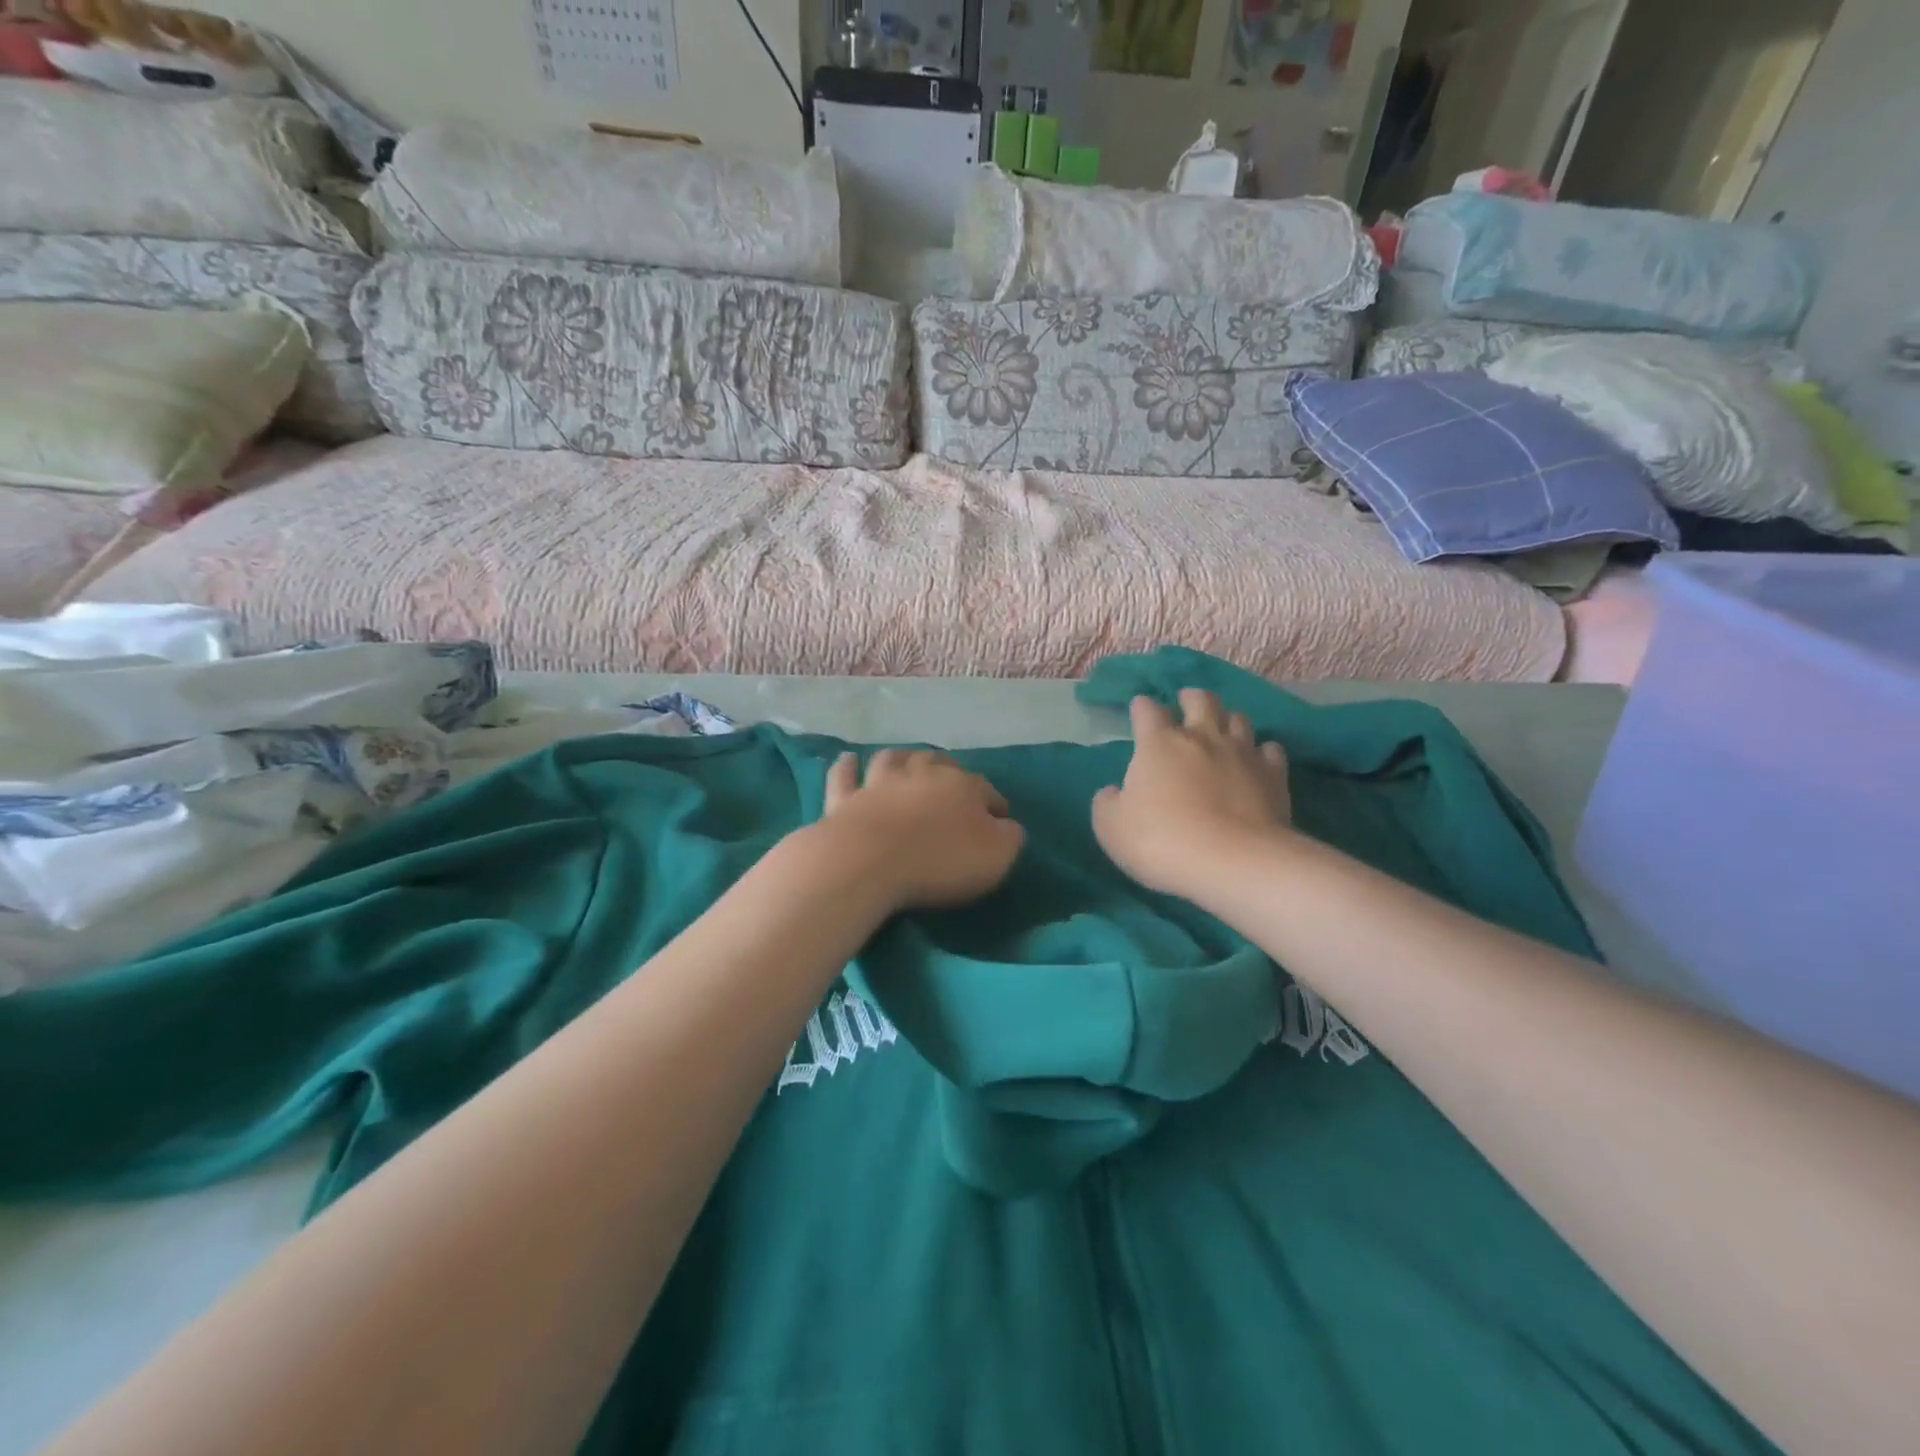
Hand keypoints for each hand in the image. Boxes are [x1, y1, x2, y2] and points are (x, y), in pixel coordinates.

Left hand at [815, 749, 1025, 911]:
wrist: (869, 861)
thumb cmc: (939, 861)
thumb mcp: (995, 857)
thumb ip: (1008, 838)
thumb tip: (1008, 826)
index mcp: (962, 787)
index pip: (986, 790)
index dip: (995, 804)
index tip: (1000, 818)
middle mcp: (921, 775)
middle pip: (939, 764)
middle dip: (949, 770)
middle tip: (952, 782)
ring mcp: (879, 783)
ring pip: (893, 759)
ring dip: (902, 758)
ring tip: (906, 761)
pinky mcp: (844, 799)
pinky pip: (845, 776)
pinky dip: (847, 767)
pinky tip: (848, 760)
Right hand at [1092, 691, 1293, 900]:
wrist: (1233, 862)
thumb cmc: (1162, 840)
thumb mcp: (1111, 828)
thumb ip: (1107, 803)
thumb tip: (1114, 792)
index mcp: (1159, 743)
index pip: (1147, 710)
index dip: (1142, 707)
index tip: (1139, 710)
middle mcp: (1202, 737)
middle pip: (1200, 700)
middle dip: (1191, 698)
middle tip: (1186, 704)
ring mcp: (1242, 753)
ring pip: (1238, 718)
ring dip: (1227, 719)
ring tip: (1222, 730)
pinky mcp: (1274, 776)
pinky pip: (1270, 750)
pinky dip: (1261, 751)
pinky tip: (1257, 761)